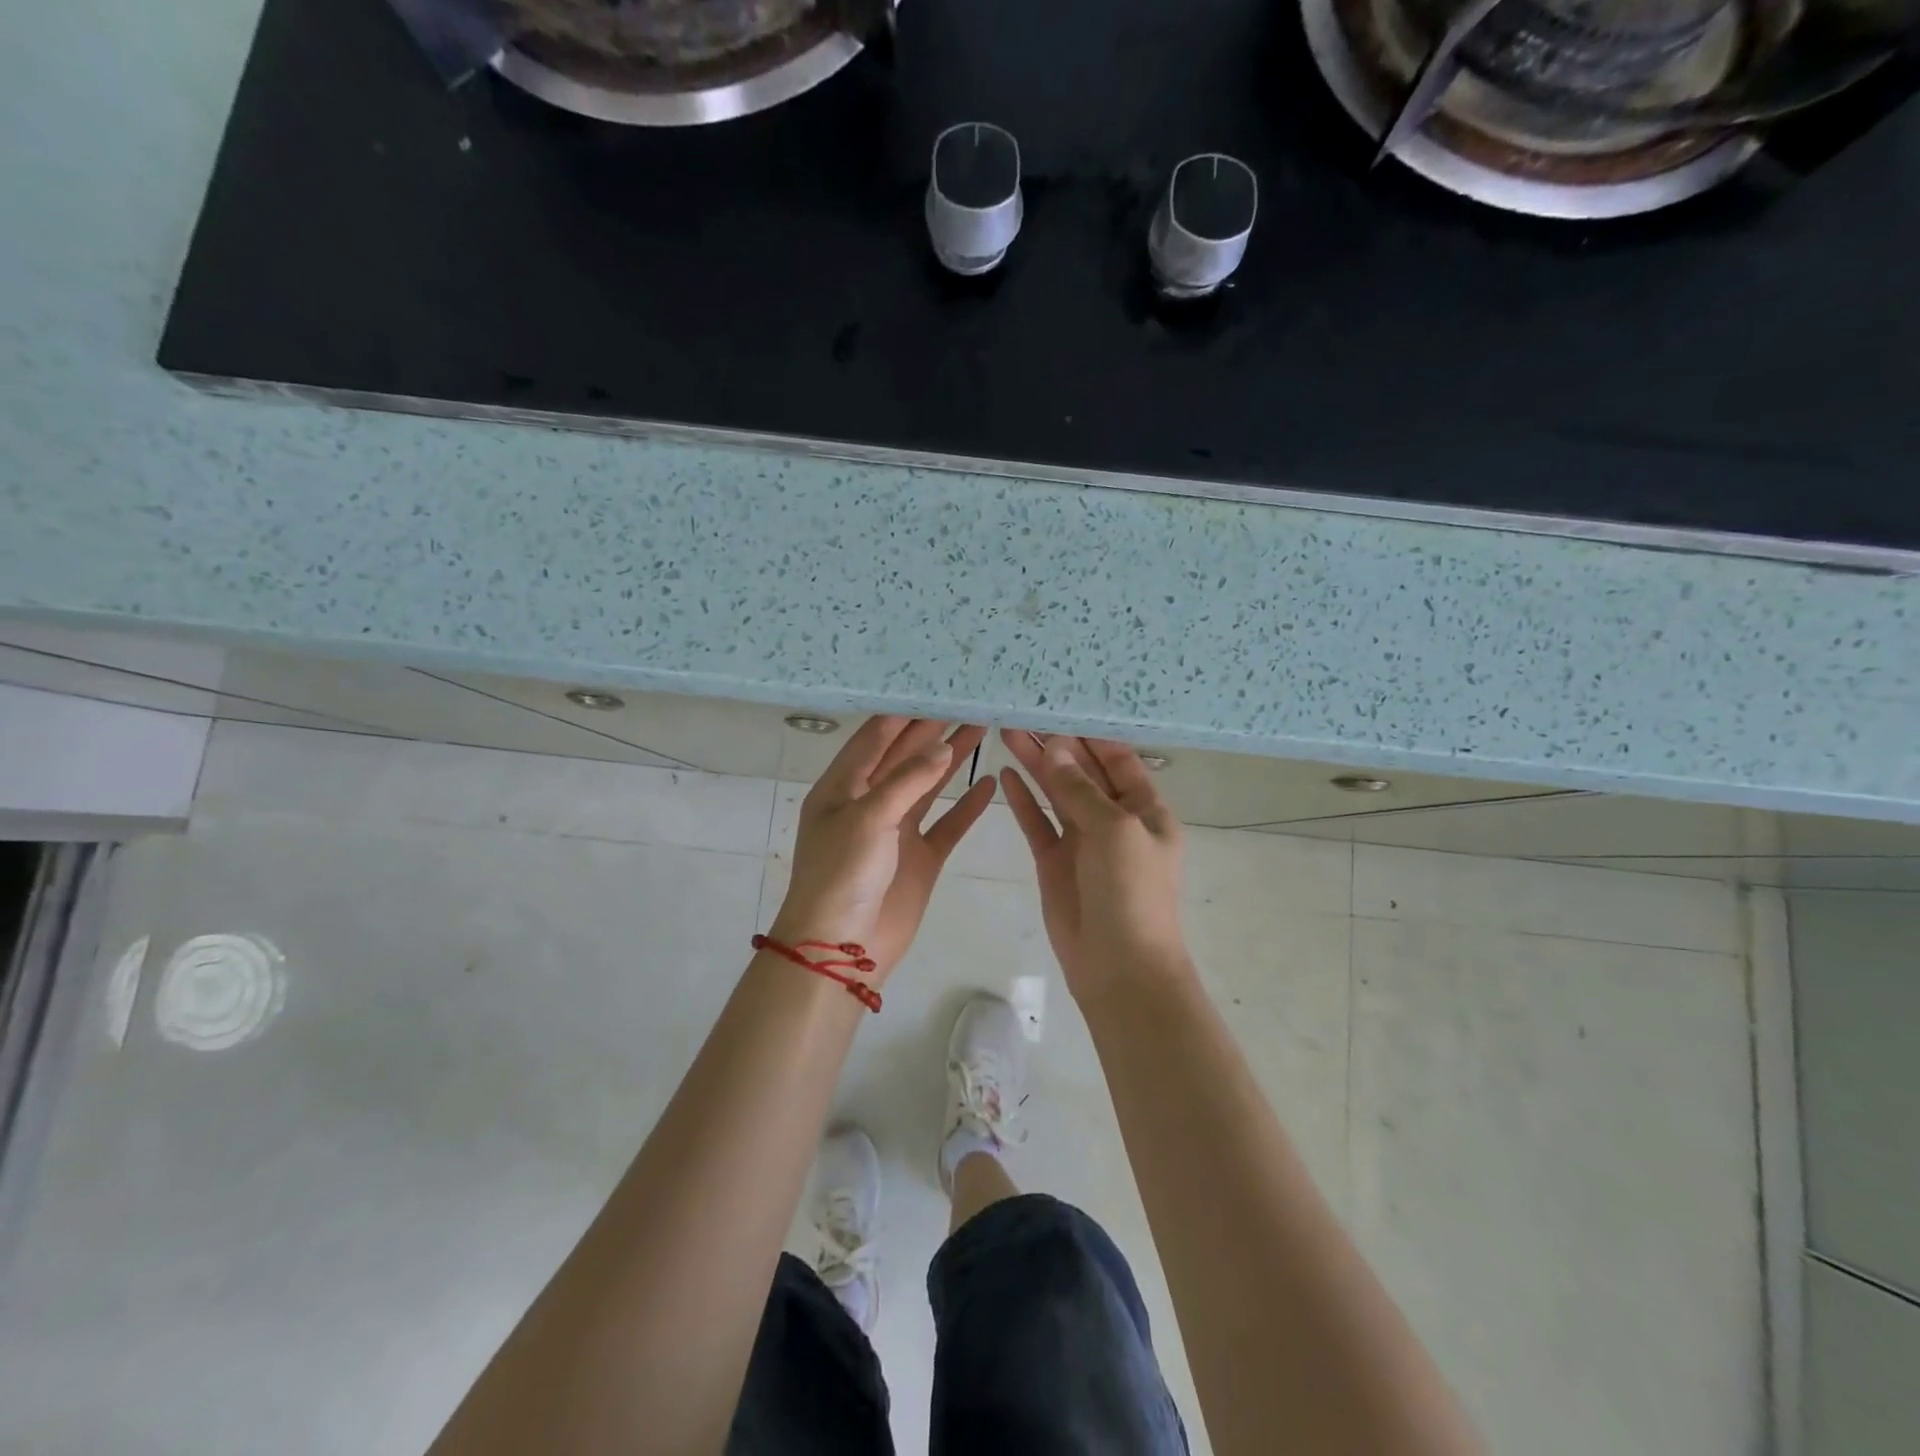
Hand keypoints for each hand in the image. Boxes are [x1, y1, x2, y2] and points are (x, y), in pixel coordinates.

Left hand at [773, 717, 995, 980]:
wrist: (841, 949)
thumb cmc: (842, 875)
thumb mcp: (869, 818)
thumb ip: (907, 780)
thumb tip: (943, 747)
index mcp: (842, 788)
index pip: (875, 738)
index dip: (904, 713)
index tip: (935, 689)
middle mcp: (869, 803)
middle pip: (904, 757)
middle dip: (933, 730)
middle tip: (967, 702)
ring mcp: (896, 831)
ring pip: (928, 786)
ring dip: (952, 759)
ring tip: (982, 728)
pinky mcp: (919, 858)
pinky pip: (946, 824)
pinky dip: (966, 806)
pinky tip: (988, 783)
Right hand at [999, 731, 1190, 1001]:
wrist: (1120, 968)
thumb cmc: (1132, 893)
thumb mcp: (1114, 831)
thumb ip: (1081, 789)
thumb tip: (1056, 748)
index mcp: (1145, 809)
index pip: (1118, 759)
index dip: (1090, 734)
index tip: (1060, 705)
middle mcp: (1114, 820)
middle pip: (1083, 772)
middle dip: (1057, 743)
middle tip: (1024, 711)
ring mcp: (1083, 841)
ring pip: (1057, 793)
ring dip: (1036, 765)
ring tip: (1008, 731)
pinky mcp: (1055, 862)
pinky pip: (1038, 823)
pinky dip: (1024, 800)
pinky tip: (1006, 774)